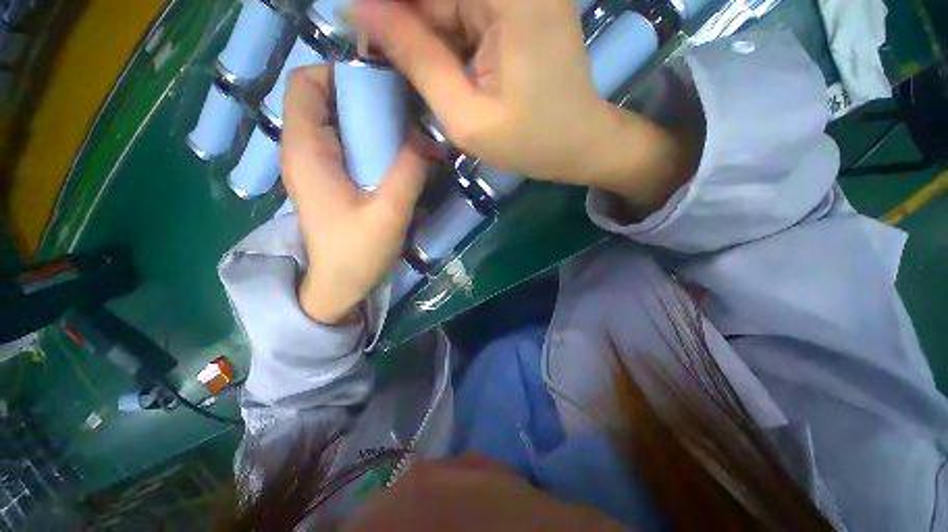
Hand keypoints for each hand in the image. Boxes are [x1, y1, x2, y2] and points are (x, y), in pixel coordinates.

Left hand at [281, 66, 428, 324]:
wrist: (338, 286)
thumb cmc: (356, 254)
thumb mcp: (389, 213)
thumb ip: (410, 171)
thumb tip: (433, 138)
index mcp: (306, 151)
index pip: (305, 84)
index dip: (340, 73)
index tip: (383, 86)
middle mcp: (304, 151)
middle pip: (324, 99)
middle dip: (363, 94)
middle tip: (405, 108)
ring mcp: (316, 166)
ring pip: (337, 121)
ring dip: (370, 119)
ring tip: (405, 129)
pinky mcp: (329, 180)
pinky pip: (346, 144)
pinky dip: (369, 140)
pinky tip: (395, 154)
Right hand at [353, 0, 691, 210]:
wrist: (578, 143)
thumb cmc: (529, 142)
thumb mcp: (467, 117)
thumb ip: (418, 61)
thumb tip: (363, 13)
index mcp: (510, 1)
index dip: (389, 7)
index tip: (359, 27)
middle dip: (407, 20)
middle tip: (385, 55)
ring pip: (450, 3)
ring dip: (426, 32)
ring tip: (423, 74)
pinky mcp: (521, 6)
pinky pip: (468, 11)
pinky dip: (448, 35)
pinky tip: (445, 68)